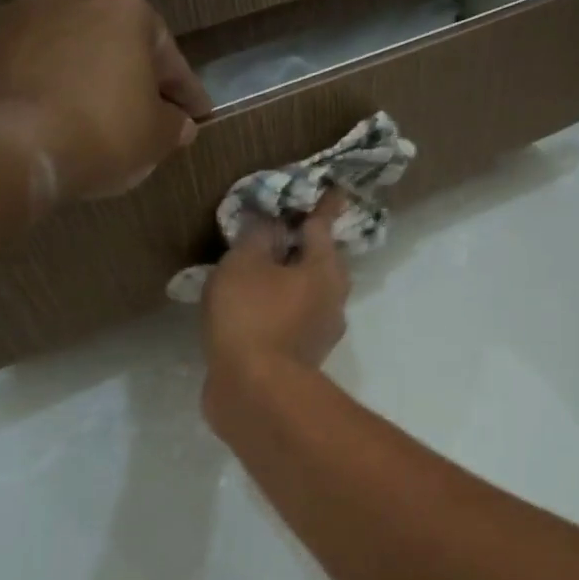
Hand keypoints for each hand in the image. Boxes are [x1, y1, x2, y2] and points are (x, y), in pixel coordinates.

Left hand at [0, 0, 212, 204]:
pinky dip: (55, 88)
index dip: (186, 91)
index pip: (167, 54)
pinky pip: (38, 68)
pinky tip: (65, 119)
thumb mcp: (159, 135)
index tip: (198, 115)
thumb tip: (177, 123)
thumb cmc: (103, 129)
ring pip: (74, 51)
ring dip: (91, 79)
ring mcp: (20, 16)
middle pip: (116, 42)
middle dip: (133, 76)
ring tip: (103, 119)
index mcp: (123, 4)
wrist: (10, 147)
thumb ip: (174, 123)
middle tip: (150, 114)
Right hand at [201, 193, 350, 425]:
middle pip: (320, 262)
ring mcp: (321, 331)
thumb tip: (271, 223)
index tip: (333, 188)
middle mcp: (333, 298)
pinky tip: (252, 309)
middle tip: (282, 230)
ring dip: (288, 280)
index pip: (323, 226)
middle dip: (305, 246)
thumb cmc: (252, 315)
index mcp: (326, 269)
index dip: (323, 205)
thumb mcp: (245, 263)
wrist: (255, 391)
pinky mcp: (303, 357)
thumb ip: (257, 236)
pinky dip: (276, 308)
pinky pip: (291, 319)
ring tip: (258, 269)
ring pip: (307, 293)